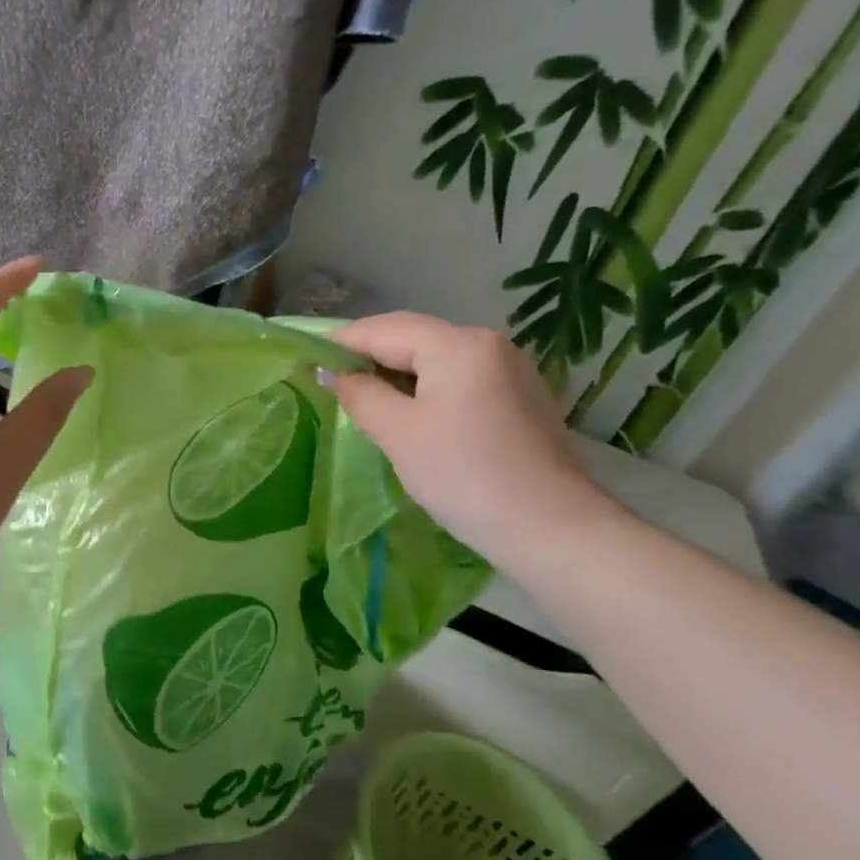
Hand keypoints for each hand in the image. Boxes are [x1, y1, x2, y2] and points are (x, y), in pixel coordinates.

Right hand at [323, 312, 612, 563]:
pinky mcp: (520, 398)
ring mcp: (510, 370)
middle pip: (413, 337)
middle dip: (369, 355)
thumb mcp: (398, 432)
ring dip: (397, 372)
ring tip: (363, 398)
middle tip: (330, 381)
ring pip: (437, 358)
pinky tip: (410, 413)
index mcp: (458, 344)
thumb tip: (329, 372)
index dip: (341, 342)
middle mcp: (488, 344)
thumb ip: (358, 393)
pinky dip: (427, 387)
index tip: (307, 361)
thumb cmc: (463, 474)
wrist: (552, 529)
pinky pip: (460, 379)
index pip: (384, 329)